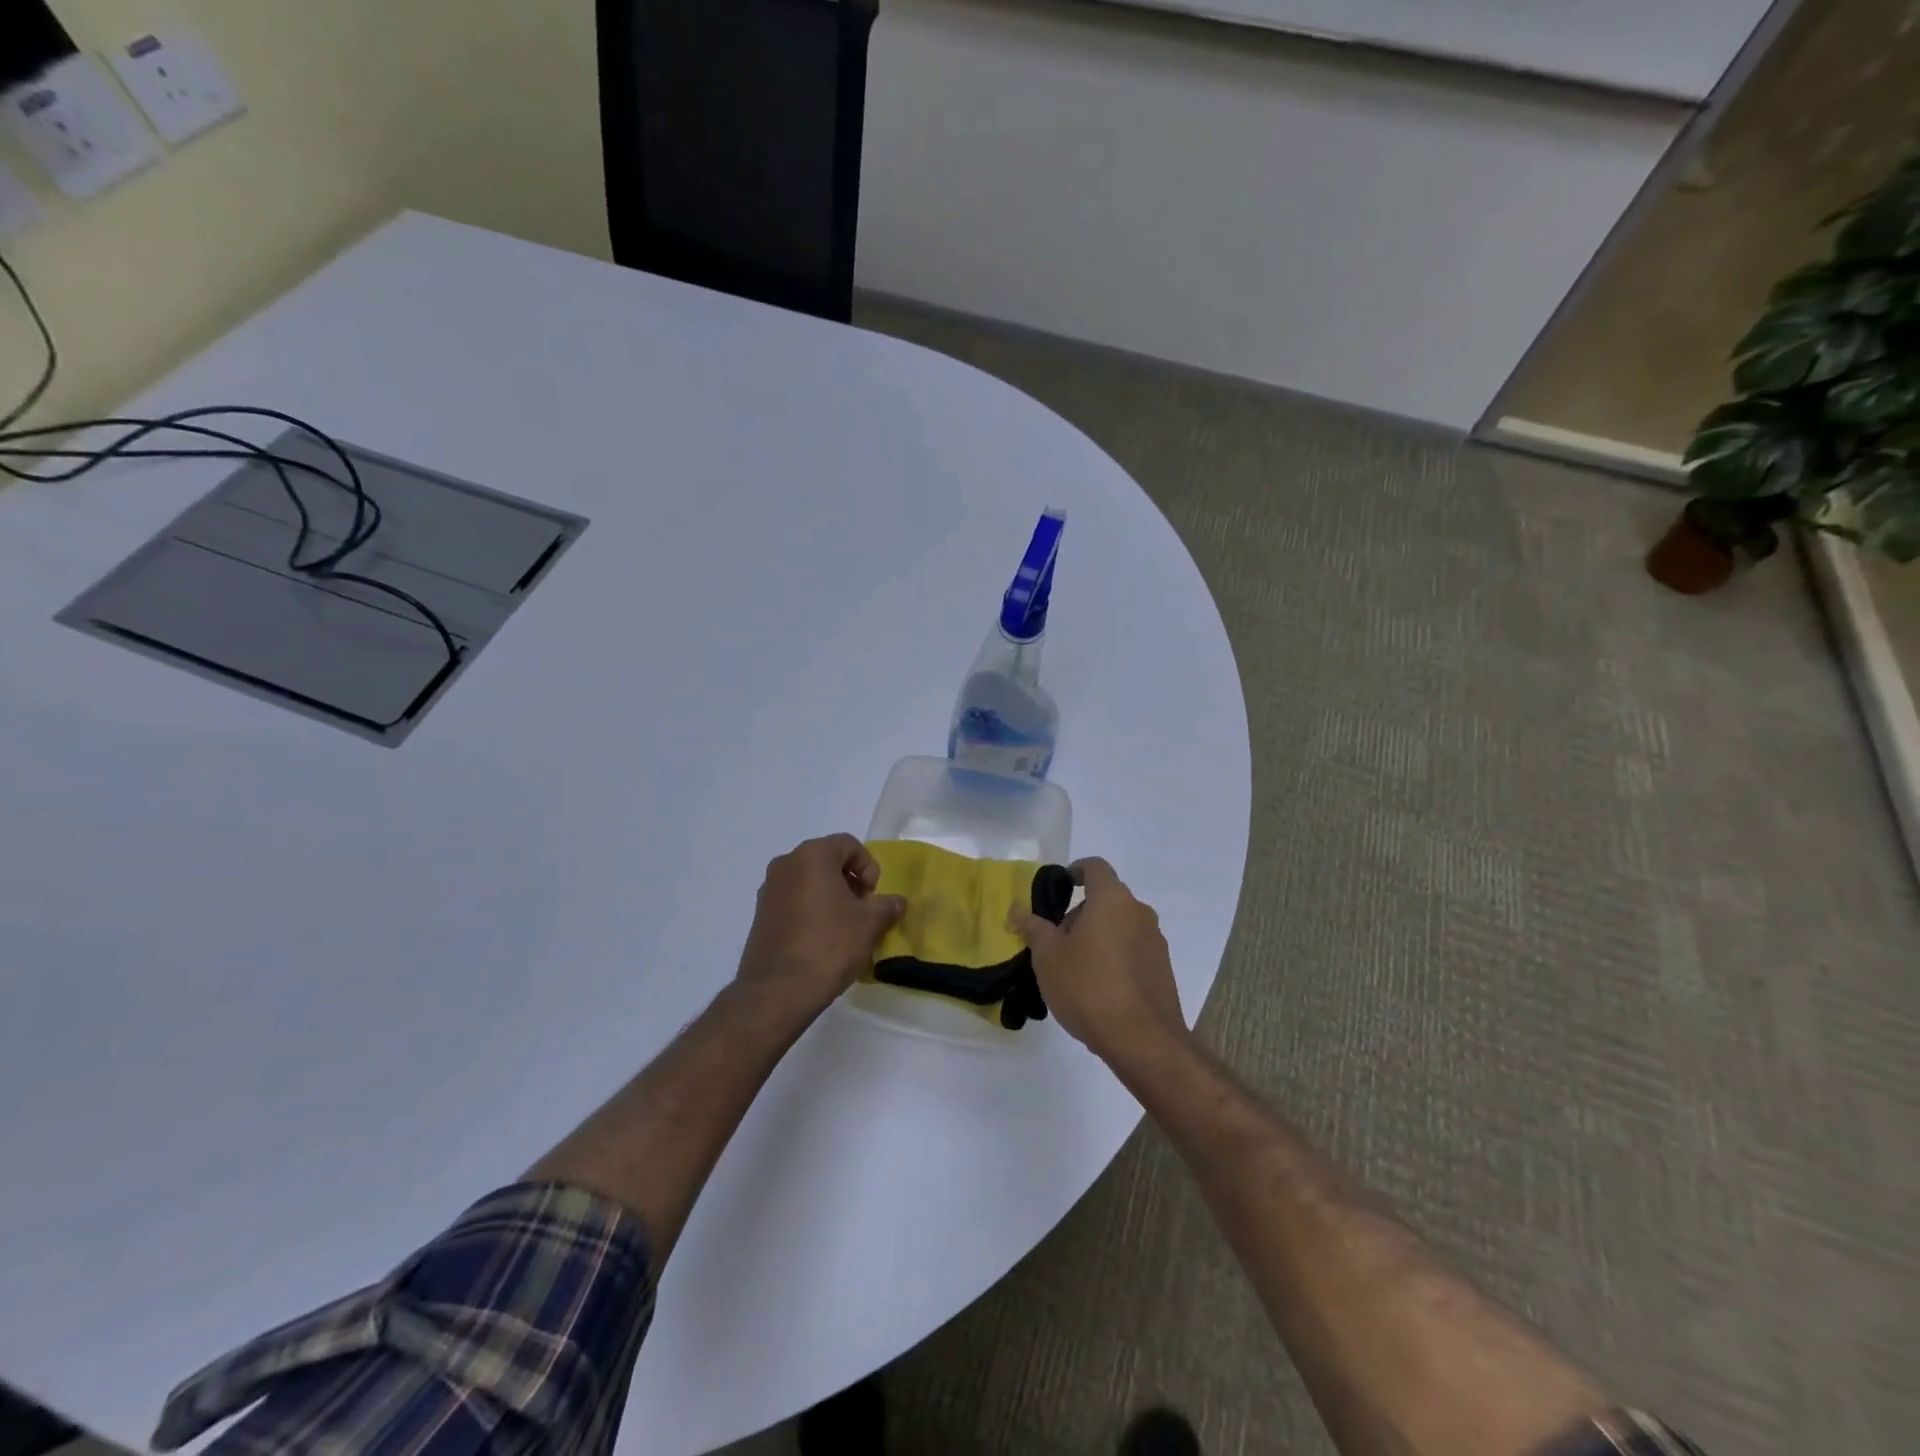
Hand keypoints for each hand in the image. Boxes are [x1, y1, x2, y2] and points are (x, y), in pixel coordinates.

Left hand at [736, 834, 906, 1020]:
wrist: (778, 991)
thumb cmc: (829, 945)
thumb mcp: (869, 924)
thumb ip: (887, 906)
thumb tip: (898, 902)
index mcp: (811, 856)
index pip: (848, 844)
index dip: (868, 866)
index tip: (873, 896)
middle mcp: (785, 865)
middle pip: (827, 861)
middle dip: (850, 882)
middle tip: (863, 911)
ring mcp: (768, 891)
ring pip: (809, 882)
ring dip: (831, 897)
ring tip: (845, 929)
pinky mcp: (760, 917)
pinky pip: (793, 902)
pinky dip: (812, 912)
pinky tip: (823, 941)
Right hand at [1011, 858, 1186, 1065]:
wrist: (1143, 1041)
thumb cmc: (1088, 988)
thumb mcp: (1048, 957)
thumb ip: (1033, 928)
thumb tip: (1018, 910)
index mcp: (1112, 900)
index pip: (1095, 867)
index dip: (1075, 871)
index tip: (1059, 888)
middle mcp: (1139, 913)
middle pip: (1107, 899)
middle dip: (1080, 913)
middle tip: (1056, 941)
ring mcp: (1155, 942)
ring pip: (1120, 926)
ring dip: (1098, 936)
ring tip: (1074, 969)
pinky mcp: (1163, 970)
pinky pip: (1133, 951)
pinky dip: (1114, 957)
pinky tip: (1098, 989)